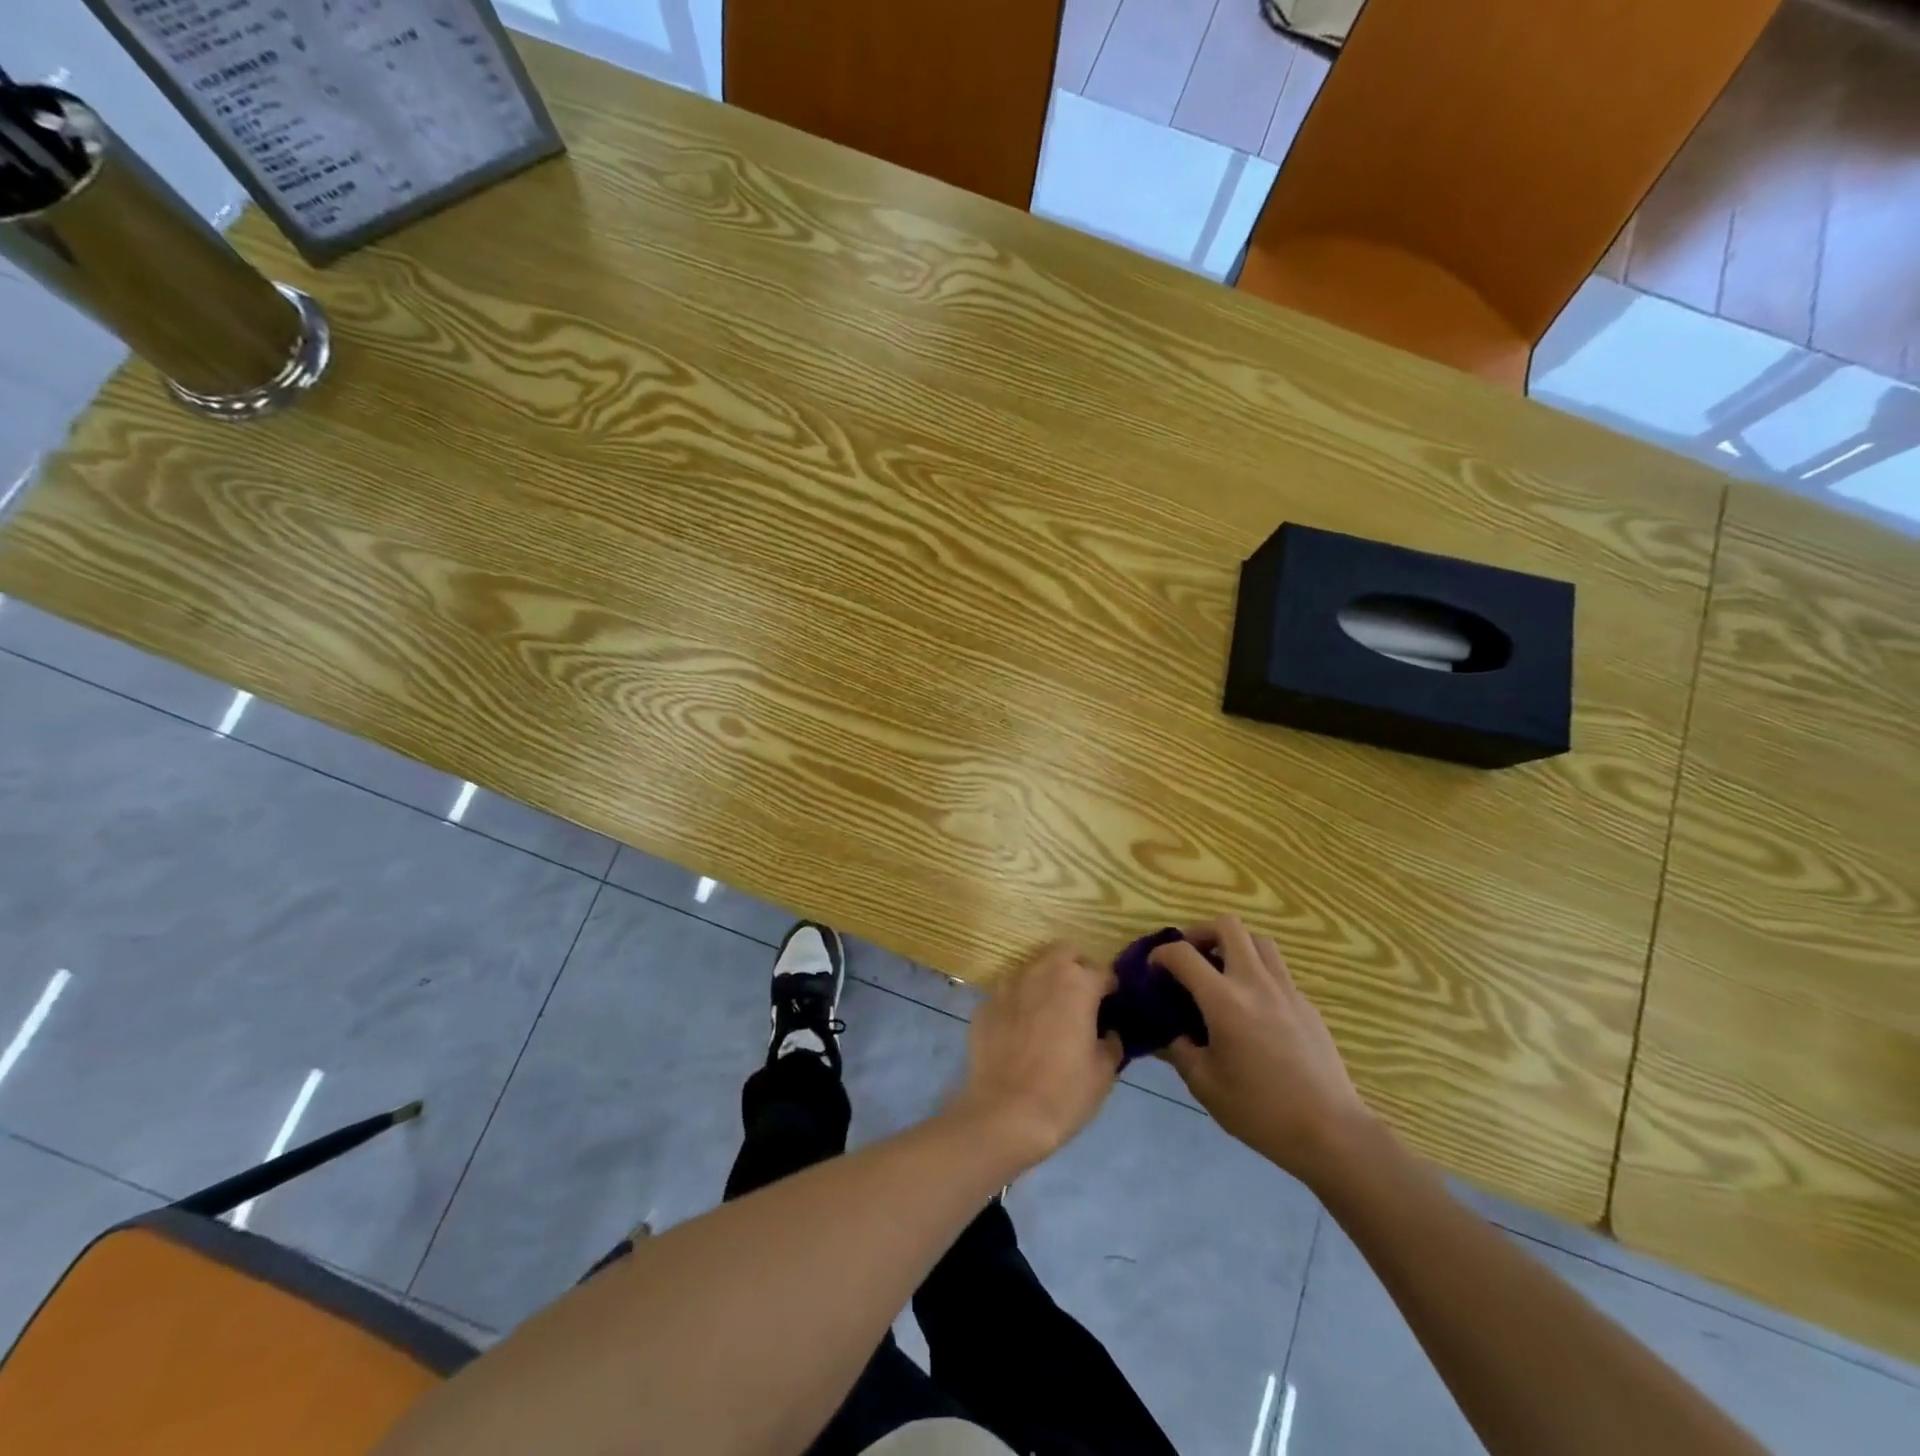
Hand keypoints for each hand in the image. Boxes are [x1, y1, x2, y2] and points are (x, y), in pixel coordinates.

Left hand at [950, 941, 1122, 1171]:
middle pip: (1065, 953)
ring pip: (1034, 969)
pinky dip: (1019, 1003)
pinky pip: (1009, 993)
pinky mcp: (985, 1004)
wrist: (1003, 1115)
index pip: (1103, 972)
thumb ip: (1111, 1043)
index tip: (1112, 1007)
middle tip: (1082, 999)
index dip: (1111, 989)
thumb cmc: (1063, 1093)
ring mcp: (1008, 986)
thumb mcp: (1103, 1073)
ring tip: (1049, 1014)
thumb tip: (1108, 1032)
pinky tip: (1020, 1031)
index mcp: (1077, 984)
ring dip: (1046, 982)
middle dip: (1077, 968)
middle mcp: (1041, 973)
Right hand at [1152, 916, 1373, 1186]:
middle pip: (1228, 926)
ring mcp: (1287, 990)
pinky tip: (1253, 1006)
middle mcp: (1255, 983)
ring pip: (1259, 940)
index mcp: (1224, 1001)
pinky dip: (1258, 972)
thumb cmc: (1260, 1111)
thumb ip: (1180, 1050)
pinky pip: (1278, 970)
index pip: (1183, 954)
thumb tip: (1170, 1032)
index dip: (1161, 954)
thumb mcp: (1205, 1085)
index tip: (1154, 969)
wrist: (1332, 1132)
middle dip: (1201, 932)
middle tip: (1191, 957)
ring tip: (1222, 972)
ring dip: (1234, 945)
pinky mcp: (1307, 1005)